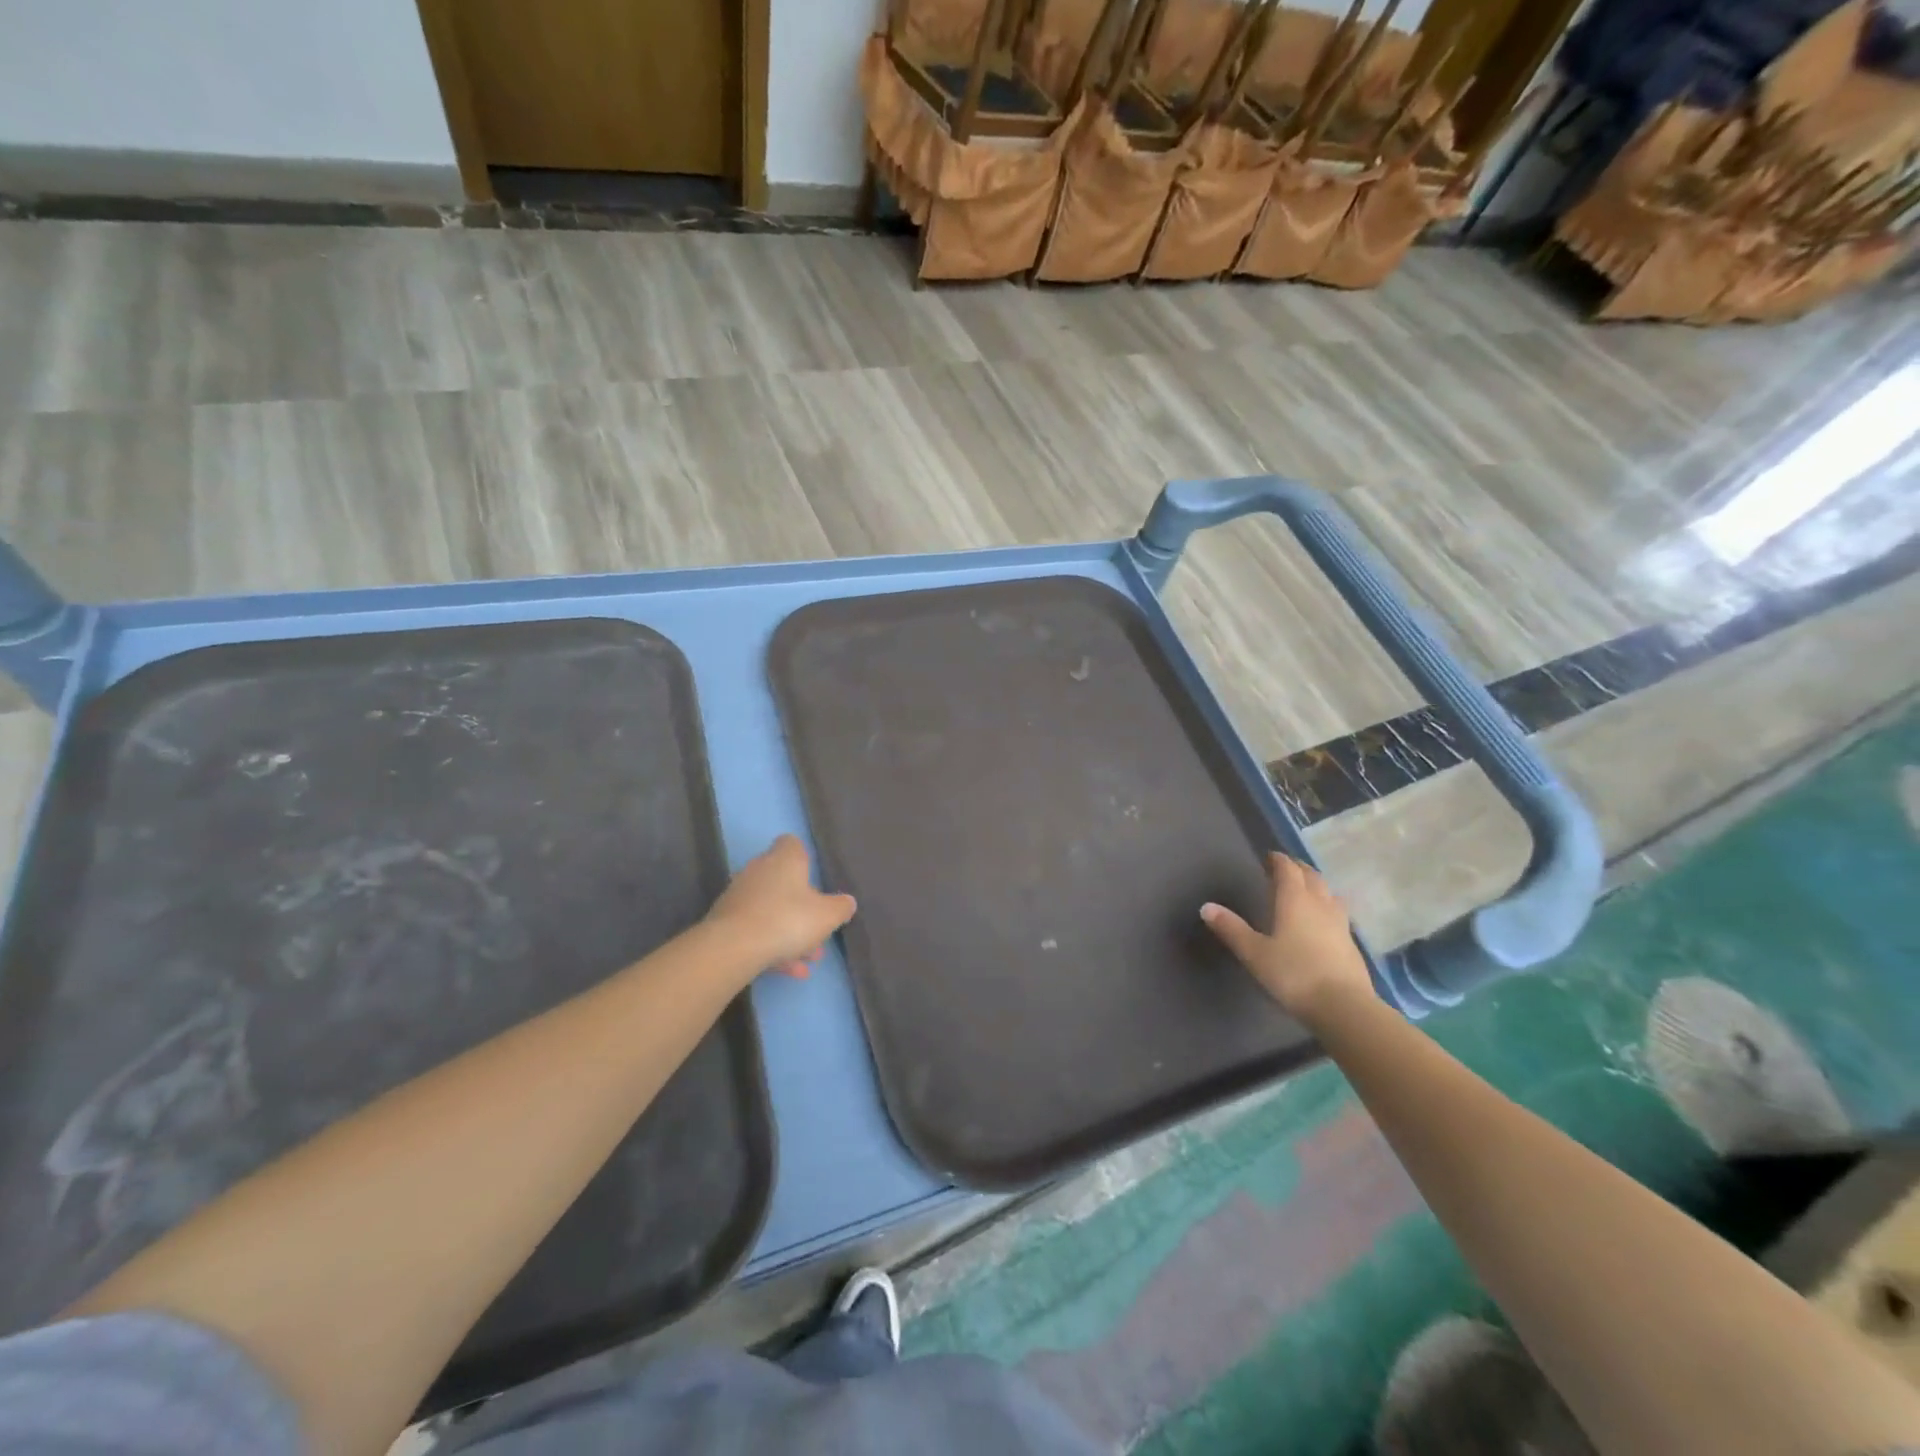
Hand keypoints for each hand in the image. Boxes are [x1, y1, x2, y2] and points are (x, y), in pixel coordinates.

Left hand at [704, 835, 856, 980]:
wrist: (734, 947)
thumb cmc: (788, 919)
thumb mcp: (828, 915)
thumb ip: (841, 907)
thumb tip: (847, 902)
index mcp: (784, 859)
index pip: (792, 844)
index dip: (804, 857)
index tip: (814, 877)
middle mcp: (759, 870)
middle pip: (783, 882)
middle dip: (801, 907)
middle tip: (818, 930)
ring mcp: (740, 895)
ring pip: (771, 910)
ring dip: (789, 932)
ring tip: (808, 959)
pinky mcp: (725, 921)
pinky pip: (756, 930)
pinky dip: (772, 947)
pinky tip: (791, 971)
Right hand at [1201, 852, 1373, 1024]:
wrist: (1344, 1008)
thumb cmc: (1293, 974)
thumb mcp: (1254, 953)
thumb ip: (1231, 928)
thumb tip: (1206, 906)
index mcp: (1295, 900)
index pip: (1288, 869)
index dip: (1278, 860)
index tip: (1270, 857)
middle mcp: (1320, 905)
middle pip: (1312, 877)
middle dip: (1298, 869)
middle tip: (1286, 869)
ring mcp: (1341, 924)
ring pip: (1330, 894)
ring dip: (1318, 887)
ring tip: (1307, 891)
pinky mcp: (1352, 944)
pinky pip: (1339, 915)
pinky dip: (1328, 909)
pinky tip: (1323, 923)